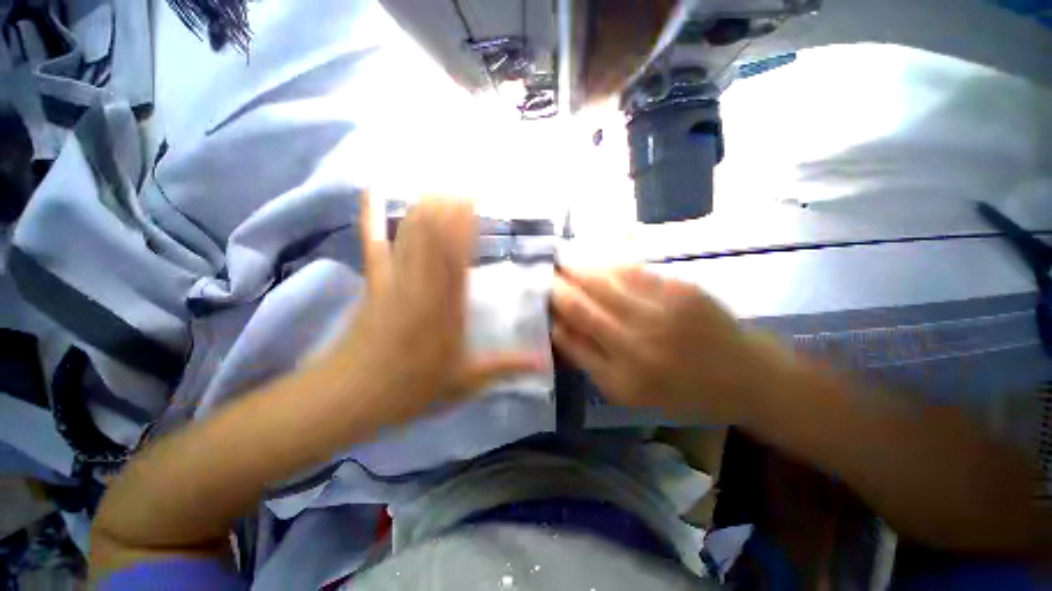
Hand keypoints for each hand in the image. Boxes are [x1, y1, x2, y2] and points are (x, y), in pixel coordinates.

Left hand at [319, 194, 542, 426]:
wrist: (351, 395)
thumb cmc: (412, 388)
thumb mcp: (467, 381)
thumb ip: (507, 366)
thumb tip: (545, 364)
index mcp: (448, 307)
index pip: (460, 256)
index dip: (468, 223)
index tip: (482, 199)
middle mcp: (423, 285)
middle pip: (435, 234)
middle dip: (451, 203)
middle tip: (468, 179)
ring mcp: (394, 279)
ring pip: (410, 232)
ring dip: (426, 203)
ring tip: (442, 180)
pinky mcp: (373, 281)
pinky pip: (373, 243)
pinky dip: (372, 217)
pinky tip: (373, 190)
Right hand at [551, 266, 793, 423]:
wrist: (746, 377)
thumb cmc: (683, 391)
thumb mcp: (629, 392)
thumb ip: (590, 360)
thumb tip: (558, 327)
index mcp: (621, 377)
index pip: (571, 336)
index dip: (551, 312)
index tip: (540, 295)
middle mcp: (636, 345)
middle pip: (582, 305)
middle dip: (557, 284)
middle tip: (542, 269)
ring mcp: (660, 314)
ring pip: (604, 282)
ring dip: (577, 266)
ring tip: (560, 255)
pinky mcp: (681, 290)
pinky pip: (633, 271)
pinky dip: (609, 261)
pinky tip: (596, 255)